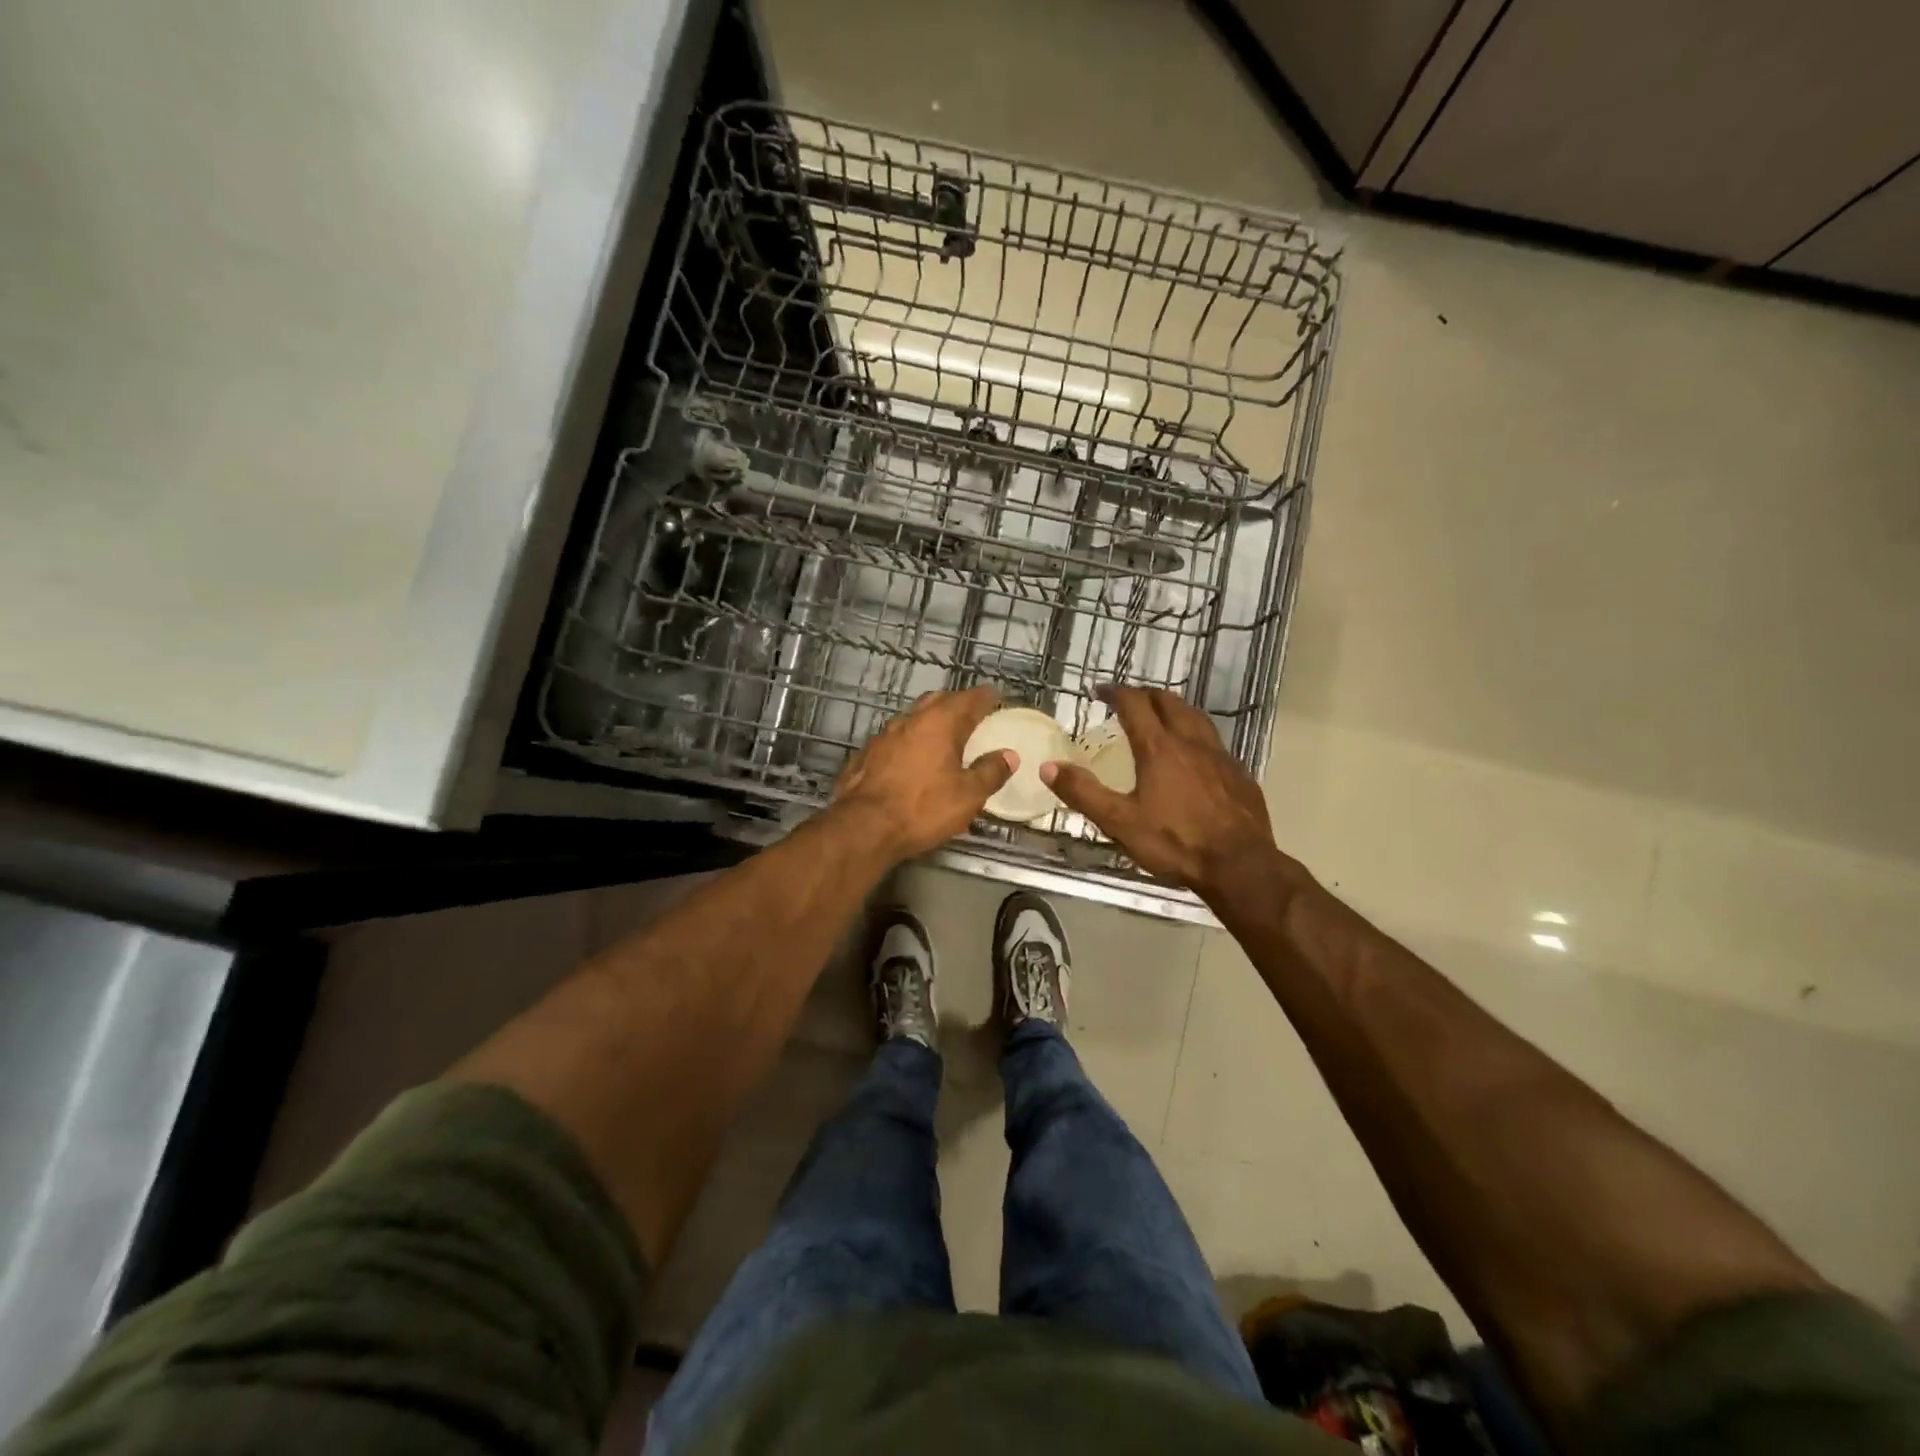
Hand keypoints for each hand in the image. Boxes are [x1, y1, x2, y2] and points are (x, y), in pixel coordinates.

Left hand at [831, 685, 1014, 860]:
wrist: (863, 827)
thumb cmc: (923, 808)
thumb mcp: (968, 795)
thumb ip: (990, 772)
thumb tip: (1009, 755)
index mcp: (940, 722)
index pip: (969, 699)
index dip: (985, 697)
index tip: (996, 698)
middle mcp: (910, 720)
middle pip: (938, 701)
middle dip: (956, 704)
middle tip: (971, 715)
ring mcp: (883, 735)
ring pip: (913, 718)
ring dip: (930, 722)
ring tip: (943, 737)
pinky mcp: (866, 754)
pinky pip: (894, 739)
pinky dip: (909, 742)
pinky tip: (911, 759)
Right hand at [1040, 686, 1294, 902]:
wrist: (1240, 866)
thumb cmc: (1175, 842)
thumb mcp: (1119, 822)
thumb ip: (1083, 793)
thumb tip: (1048, 767)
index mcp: (1159, 748)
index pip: (1134, 704)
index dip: (1115, 692)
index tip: (1100, 691)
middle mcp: (1191, 742)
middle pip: (1169, 701)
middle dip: (1146, 695)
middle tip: (1129, 701)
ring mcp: (1220, 756)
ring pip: (1196, 717)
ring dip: (1174, 709)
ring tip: (1161, 718)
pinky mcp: (1240, 774)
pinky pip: (1214, 742)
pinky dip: (1196, 736)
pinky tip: (1194, 756)